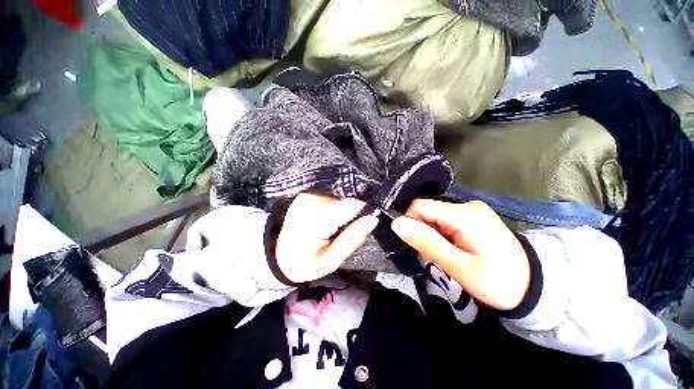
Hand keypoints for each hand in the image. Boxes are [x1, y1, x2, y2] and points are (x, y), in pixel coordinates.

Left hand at [276, 193, 378, 283]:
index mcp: (315, 220)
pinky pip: (330, 198)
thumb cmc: (305, 264)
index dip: (363, 210)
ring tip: (334, 229)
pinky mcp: (306, 195)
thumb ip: (351, 239)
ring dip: (342, 213)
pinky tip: (327, 222)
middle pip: (345, 200)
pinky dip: (334, 209)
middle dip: (352, 215)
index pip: (350, 204)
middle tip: (344, 232)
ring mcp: (307, 196)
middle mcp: (310, 202)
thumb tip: (373, 219)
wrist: (278, 256)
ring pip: (339, 199)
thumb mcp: (331, 261)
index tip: (366, 221)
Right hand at [391, 199, 529, 310]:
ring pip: (434, 217)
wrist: (535, 287)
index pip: (420, 206)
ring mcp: (472, 210)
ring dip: (432, 236)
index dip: (411, 224)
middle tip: (435, 257)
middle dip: (423, 233)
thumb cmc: (498, 282)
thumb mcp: (458, 267)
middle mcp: (467, 205)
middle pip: (427, 211)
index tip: (418, 246)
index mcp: (464, 215)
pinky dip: (441, 235)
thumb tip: (397, 223)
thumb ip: (426, 242)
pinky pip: (444, 220)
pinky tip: (452, 249)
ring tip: (446, 256)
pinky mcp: (473, 216)